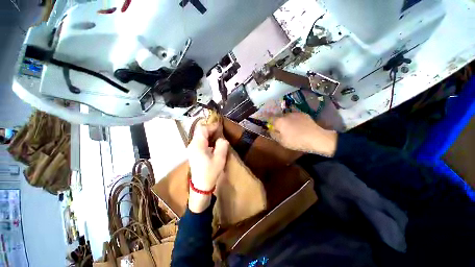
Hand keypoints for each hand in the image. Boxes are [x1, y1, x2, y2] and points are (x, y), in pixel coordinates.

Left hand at [187, 120, 228, 212]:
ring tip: (217, 135)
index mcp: (198, 145)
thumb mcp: (219, 158)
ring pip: (199, 135)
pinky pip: (199, 141)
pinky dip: (206, 138)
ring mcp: (192, 148)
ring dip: (208, 133)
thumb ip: (222, 145)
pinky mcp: (193, 152)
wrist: (201, 185)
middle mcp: (192, 145)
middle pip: (200, 131)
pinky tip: (213, 142)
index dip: (212, 126)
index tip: (220, 126)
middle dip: (210, 128)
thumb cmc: (210, 172)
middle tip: (220, 129)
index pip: (203, 129)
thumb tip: (221, 139)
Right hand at [270, 112, 337, 156]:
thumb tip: (271, 130)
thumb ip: (274, 135)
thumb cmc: (296, 141)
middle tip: (283, 130)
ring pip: (287, 117)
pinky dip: (295, 120)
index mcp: (279, 121)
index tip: (272, 128)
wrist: (316, 138)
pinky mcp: (303, 114)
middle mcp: (286, 115)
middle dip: (279, 123)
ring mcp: (295, 113)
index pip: (270, 119)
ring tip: (292, 129)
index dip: (270, 123)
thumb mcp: (282, 141)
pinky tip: (299, 126)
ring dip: (287, 121)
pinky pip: (295, 117)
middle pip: (279, 117)